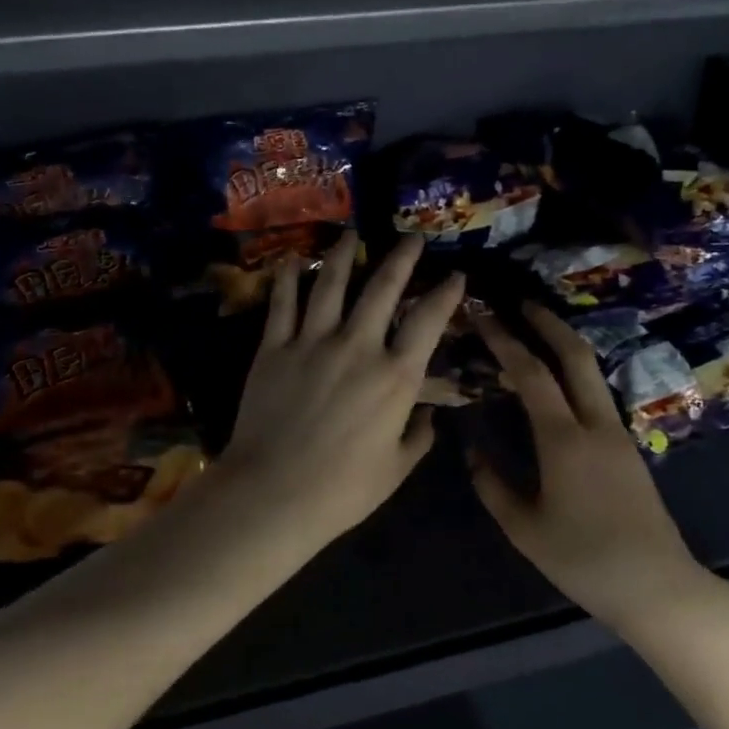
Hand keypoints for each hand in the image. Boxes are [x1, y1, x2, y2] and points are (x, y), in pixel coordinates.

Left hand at [217, 232, 463, 544]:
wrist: (272, 493)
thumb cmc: (342, 490)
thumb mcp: (396, 469)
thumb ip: (418, 437)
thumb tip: (428, 416)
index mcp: (395, 376)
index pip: (429, 320)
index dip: (446, 293)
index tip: (456, 274)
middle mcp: (358, 346)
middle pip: (382, 288)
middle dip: (401, 258)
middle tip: (410, 239)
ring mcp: (312, 342)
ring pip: (330, 284)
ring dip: (344, 255)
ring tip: (350, 234)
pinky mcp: (274, 348)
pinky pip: (282, 304)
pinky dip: (286, 279)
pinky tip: (291, 260)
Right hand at [470, 304, 706, 629]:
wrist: (657, 587)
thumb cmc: (584, 560)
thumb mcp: (525, 529)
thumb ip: (493, 486)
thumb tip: (473, 452)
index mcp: (565, 440)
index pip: (530, 374)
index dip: (504, 340)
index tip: (483, 314)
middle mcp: (595, 425)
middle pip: (575, 356)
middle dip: (547, 323)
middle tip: (520, 303)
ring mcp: (618, 434)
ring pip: (591, 372)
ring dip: (564, 345)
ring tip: (535, 334)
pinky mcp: (628, 448)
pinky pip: (596, 395)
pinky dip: (573, 374)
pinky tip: (556, 383)